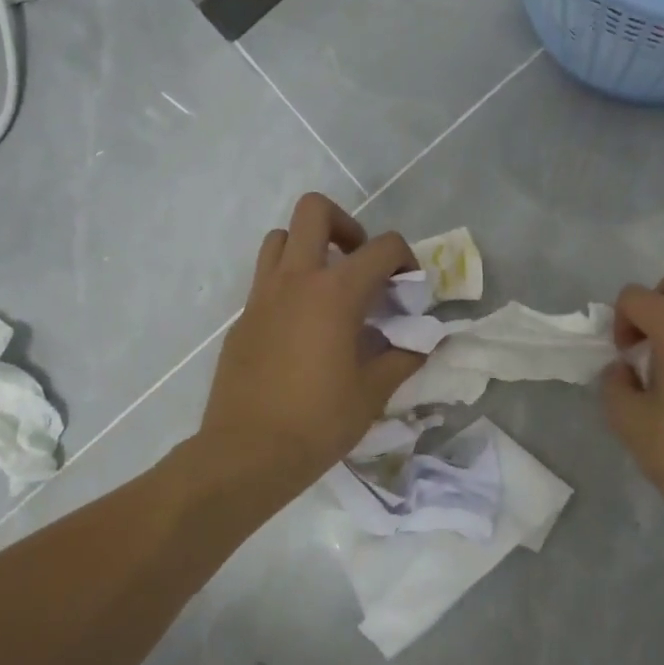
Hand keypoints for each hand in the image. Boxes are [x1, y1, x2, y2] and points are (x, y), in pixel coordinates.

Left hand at [201, 194, 424, 498]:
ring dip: (310, 249)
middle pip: (315, 211)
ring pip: (281, 238)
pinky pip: (266, 279)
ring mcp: (262, 296)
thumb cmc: (319, 421)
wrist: (248, 453)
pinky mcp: (243, 318)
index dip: (406, 259)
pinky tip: (304, 328)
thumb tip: (421, 342)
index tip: (409, 289)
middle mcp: (296, 280)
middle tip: (361, 265)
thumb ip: (403, 357)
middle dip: (347, 226)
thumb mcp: (374, 391)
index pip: (382, 247)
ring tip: (329, 288)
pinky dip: (290, 284)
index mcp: (335, 293)